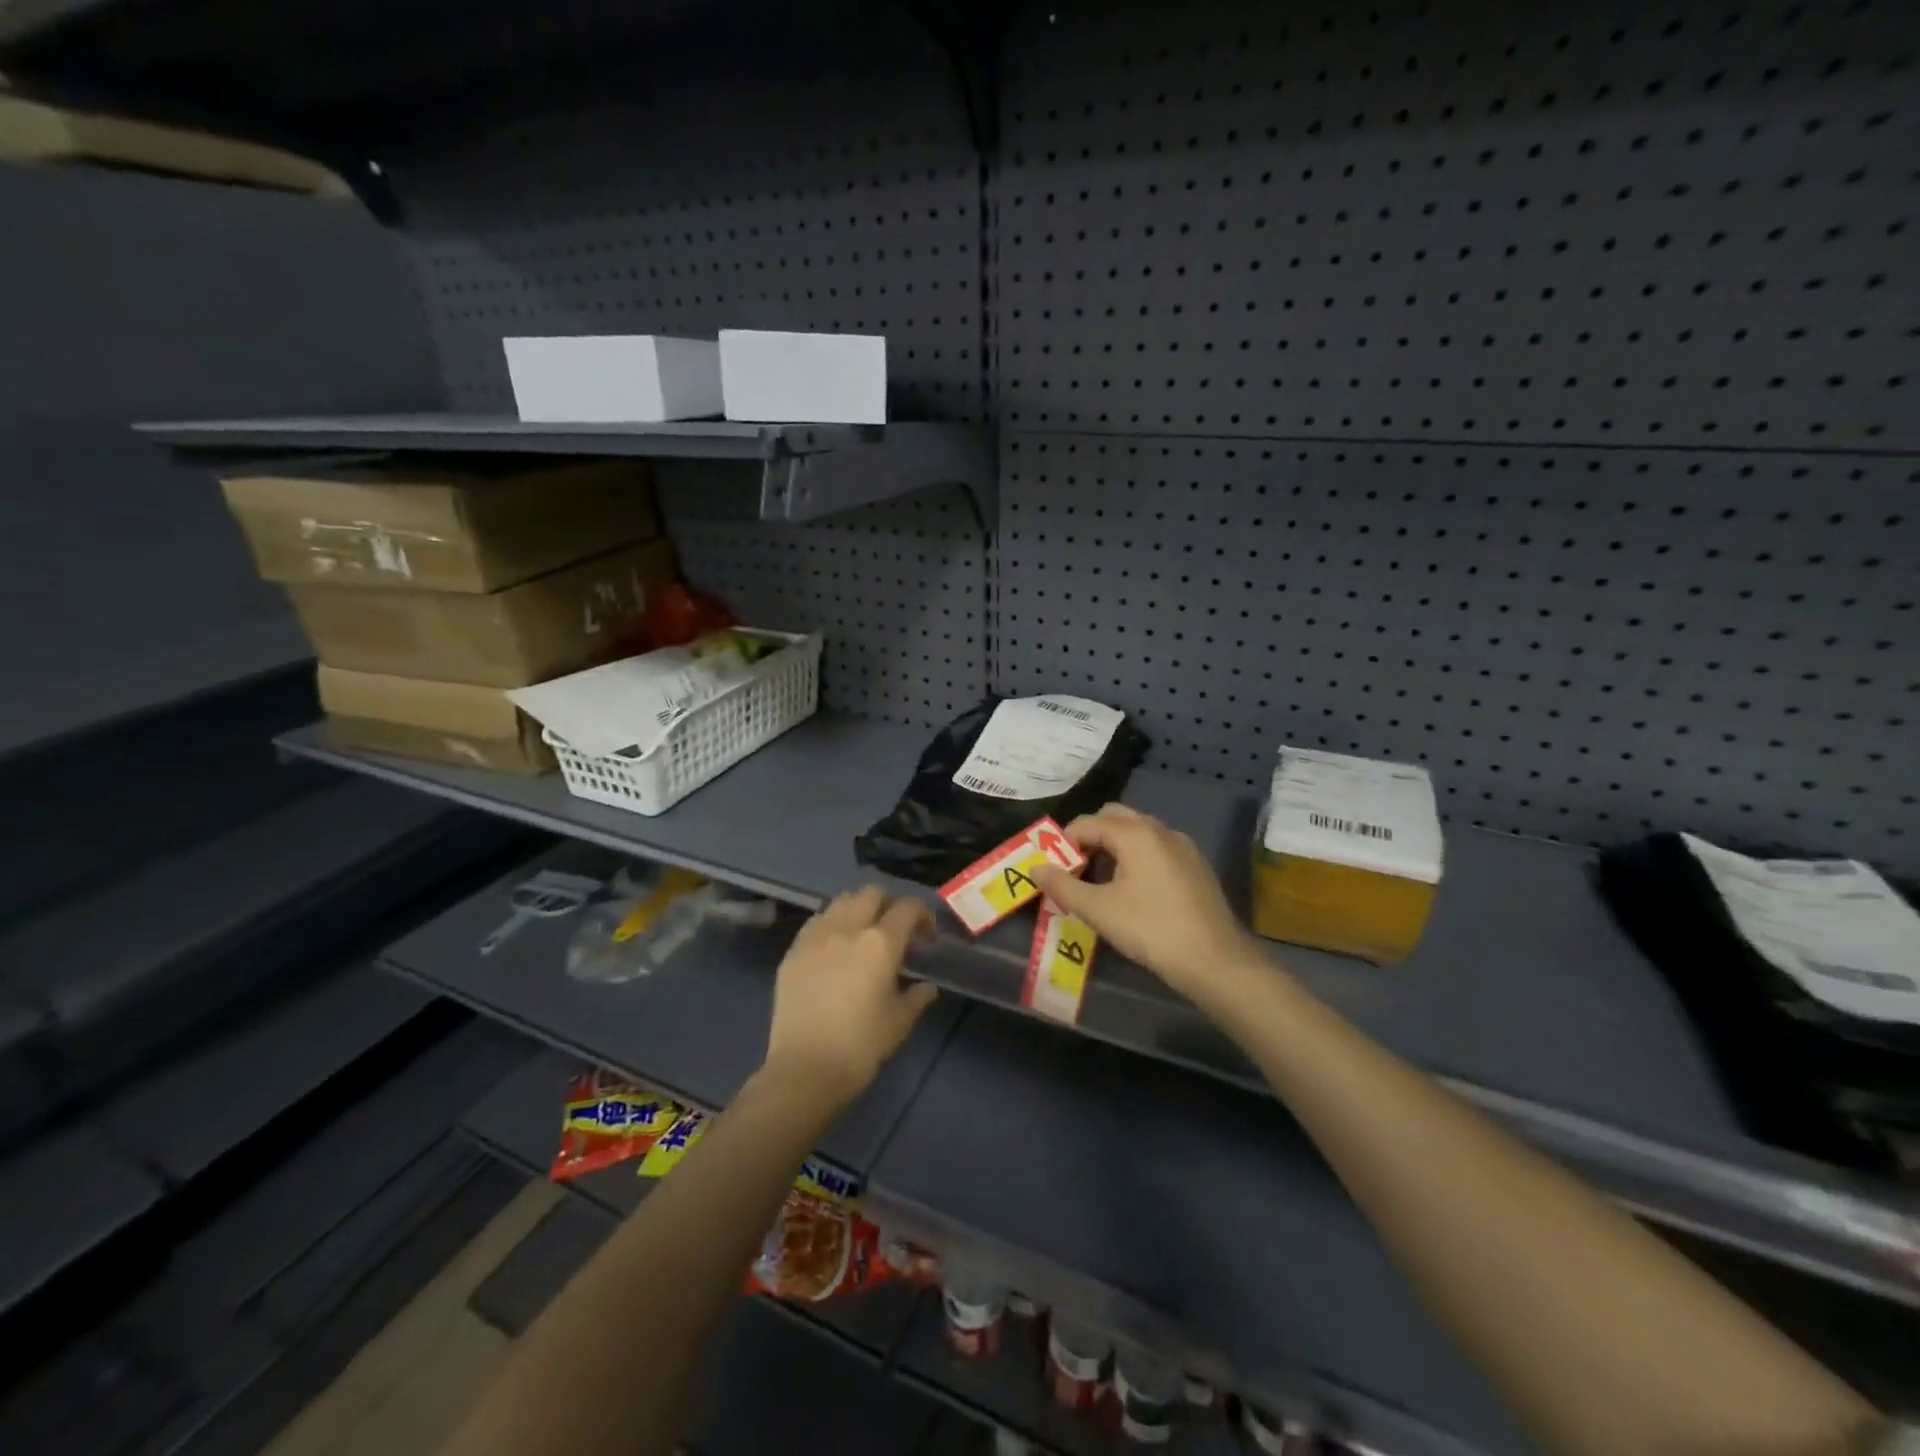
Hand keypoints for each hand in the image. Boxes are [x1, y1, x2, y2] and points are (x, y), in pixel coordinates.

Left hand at [762, 885, 938, 1110]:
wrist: (804, 1069)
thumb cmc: (861, 1046)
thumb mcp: (899, 1022)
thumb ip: (916, 997)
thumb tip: (926, 986)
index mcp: (881, 942)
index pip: (908, 908)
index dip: (922, 916)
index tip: (925, 936)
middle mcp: (848, 928)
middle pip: (872, 893)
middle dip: (888, 905)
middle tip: (894, 932)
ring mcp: (816, 936)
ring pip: (842, 901)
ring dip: (858, 910)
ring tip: (862, 936)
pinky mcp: (793, 950)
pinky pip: (817, 922)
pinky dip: (831, 925)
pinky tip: (834, 949)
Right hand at [1032, 804, 1262, 998]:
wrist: (1214, 960)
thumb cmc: (1150, 929)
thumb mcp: (1098, 910)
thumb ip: (1063, 886)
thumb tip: (1035, 868)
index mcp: (1135, 833)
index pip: (1087, 823)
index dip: (1063, 843)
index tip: (1053, 869)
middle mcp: (1160, 829)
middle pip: (1114, 818)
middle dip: (1089, 838)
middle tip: (1074, 869)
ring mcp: (1181, 846)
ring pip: (1137, 833)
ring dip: (1112, 847)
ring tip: (1098, 881)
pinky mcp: (1194, 865)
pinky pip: (1155, 848)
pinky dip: (1135, 857)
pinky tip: (1130, 890)